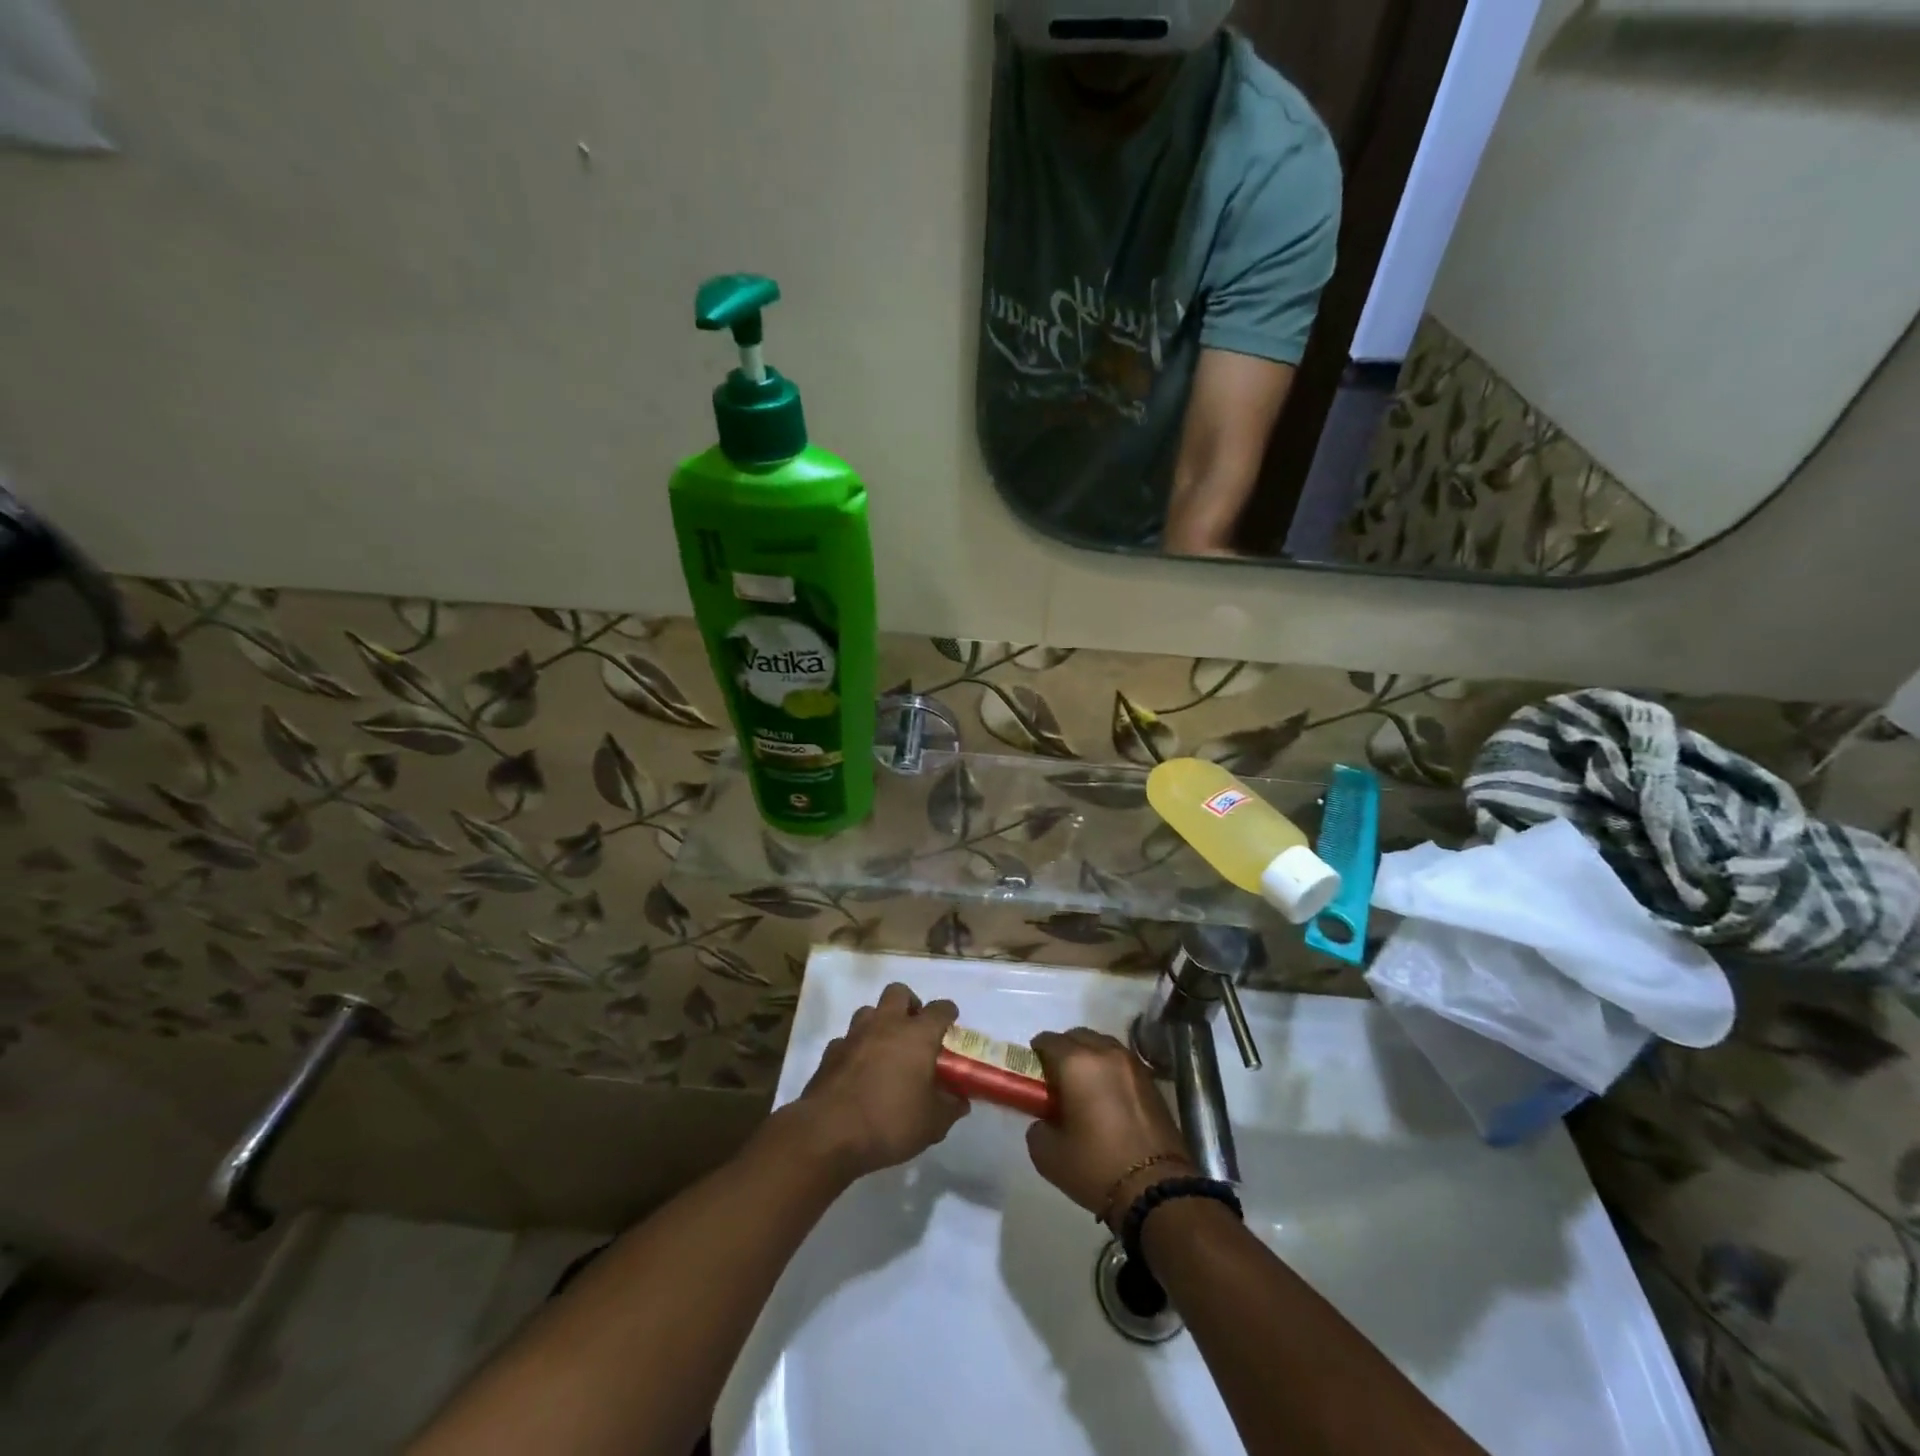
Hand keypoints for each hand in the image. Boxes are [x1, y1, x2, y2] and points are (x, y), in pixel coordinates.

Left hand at [793, 984, 969, 1181]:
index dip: (948, 1013)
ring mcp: (854, 1035)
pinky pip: (847, 1040)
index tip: (951, 1022)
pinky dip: (855, 1048)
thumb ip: (949, 1108)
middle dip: (909, 1004)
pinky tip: (858, 1070)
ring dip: (880, 1022)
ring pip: (869, 1011)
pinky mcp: (830, 1052)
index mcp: (917, 1035)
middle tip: (915, 1029)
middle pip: (899, 992)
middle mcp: (886, 1025)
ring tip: (886, 1049)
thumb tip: (960, 1101)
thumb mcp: (931, 1124)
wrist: (829, 1134)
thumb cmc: (890, 1122)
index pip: (939, 1009)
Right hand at [1026, 1030, 1191, 1231]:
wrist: (1157, 1189)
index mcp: (1076, 1063)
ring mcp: (1132, 1064)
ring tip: (1085, 1087)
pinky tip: (1108, 1097)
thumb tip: (1045, 1120)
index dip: (1036, 1053)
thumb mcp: (1048, 1155)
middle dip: (1064, 1051)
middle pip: (1077, 1036)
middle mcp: (1105, 1053)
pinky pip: (1122, 1062)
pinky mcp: (1152, 1081)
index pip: (1048, 1040)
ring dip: (1090, 1057)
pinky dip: (1110, 1070)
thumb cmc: (1096, 1167)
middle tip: (1057, 1080)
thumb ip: (1037, 1127)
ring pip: (1103, 1045)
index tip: (1033, 1073)